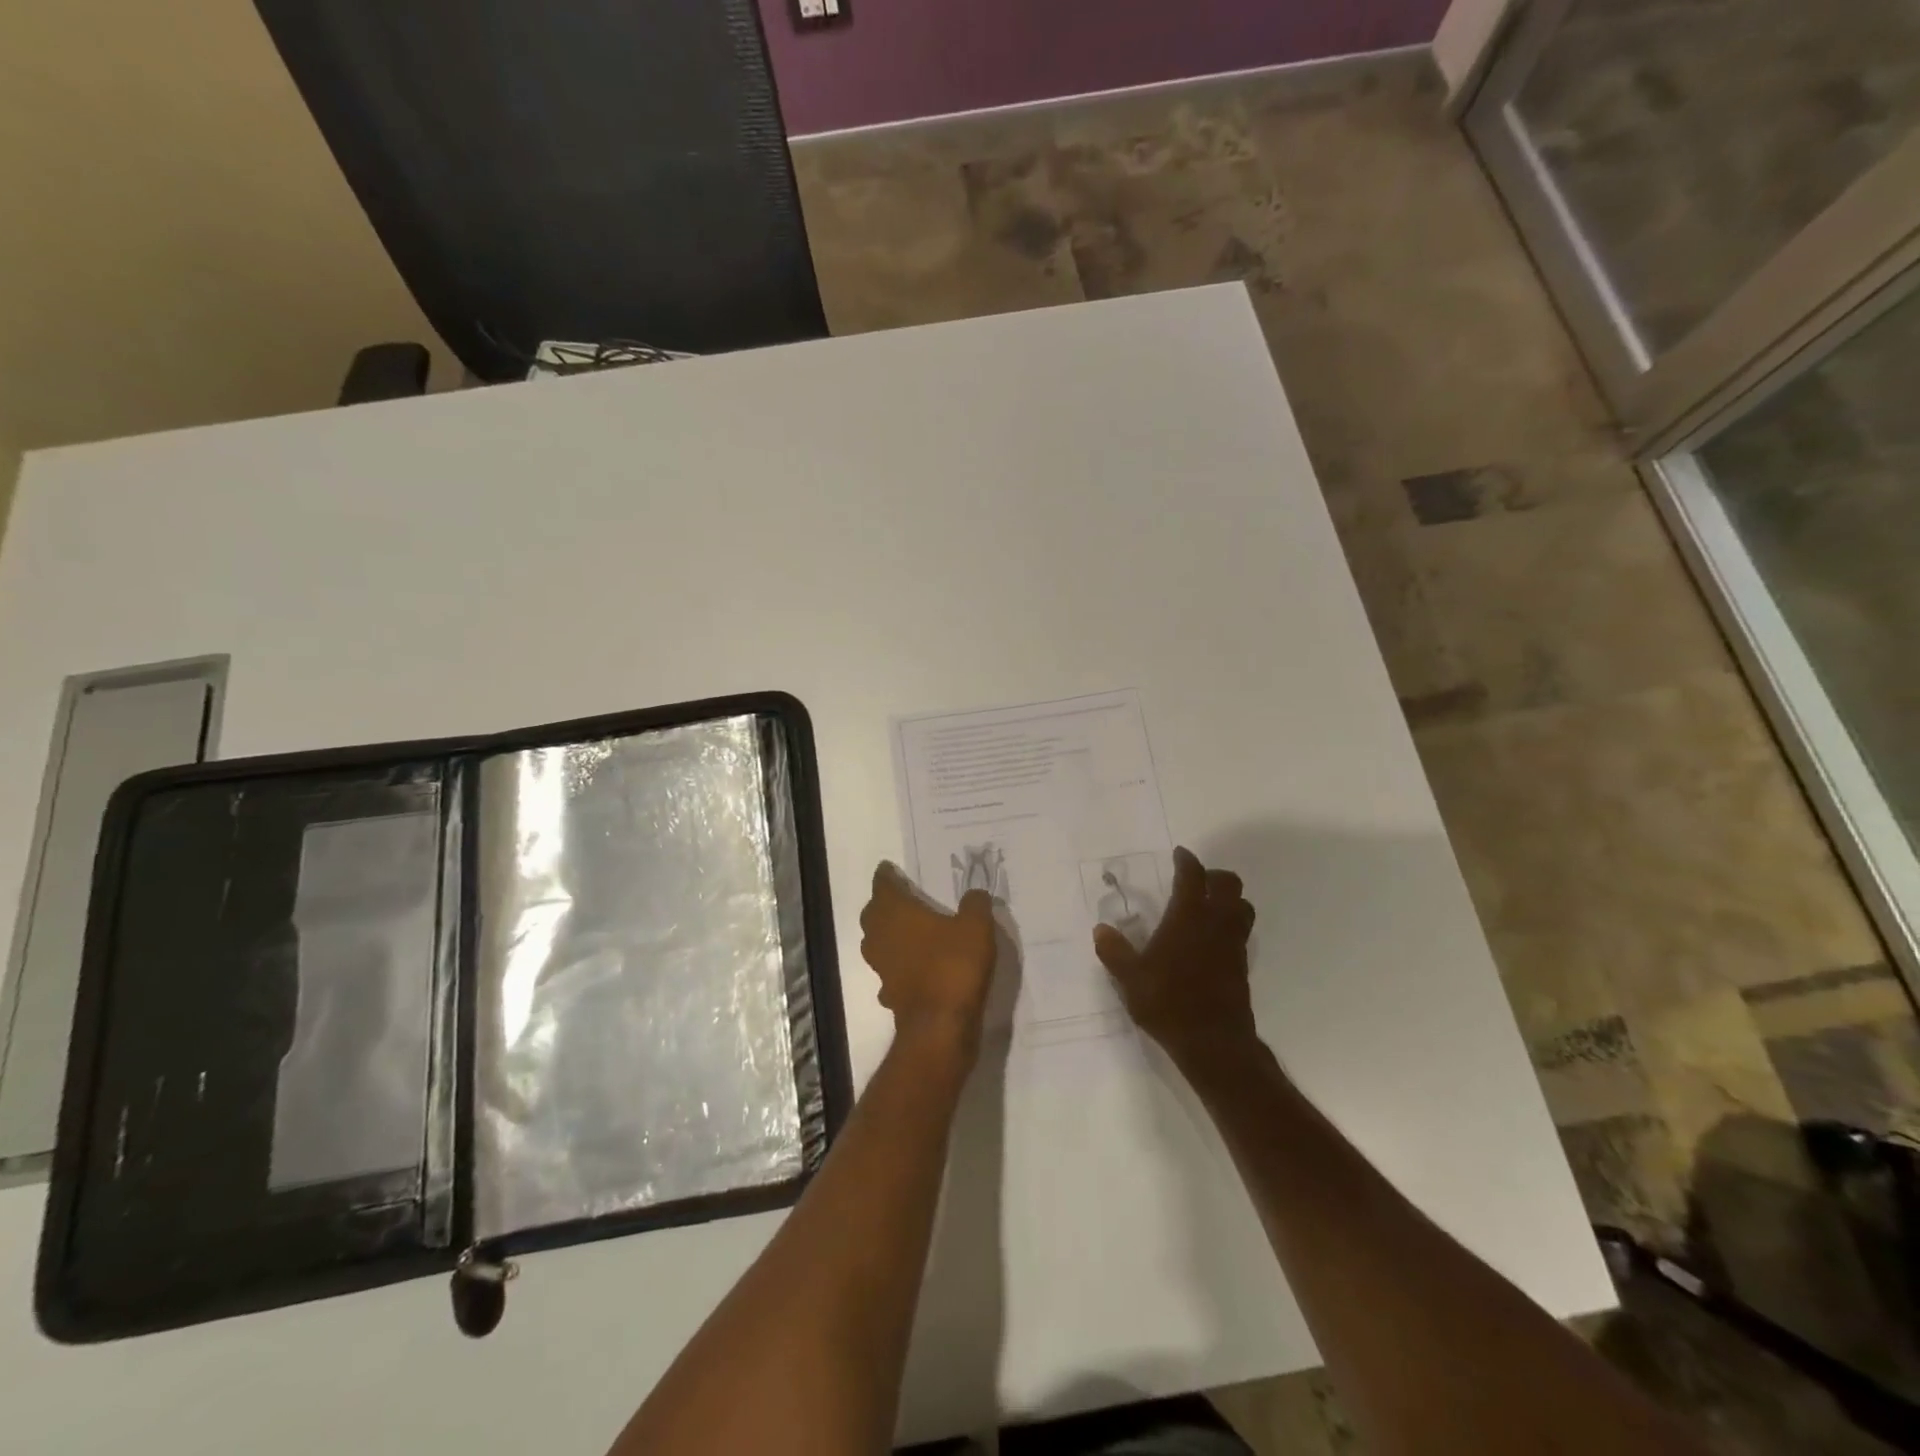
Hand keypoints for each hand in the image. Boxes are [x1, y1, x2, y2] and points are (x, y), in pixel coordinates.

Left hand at [860, 862, 998, 1060]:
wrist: (940, 1026)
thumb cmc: (953, 965)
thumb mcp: (976, 927)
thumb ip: (975, 904)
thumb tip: (974, 893)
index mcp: (895, 912)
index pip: (883, 886)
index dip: (887, 876)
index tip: (890, 869)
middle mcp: (881, 937)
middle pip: (874, 914)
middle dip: (884, 904)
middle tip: (901, 897)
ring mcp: (882, 968)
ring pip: (877, 944)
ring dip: (888, 935)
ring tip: (909, 930)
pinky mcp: (890, 994)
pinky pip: (890, 972)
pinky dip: (899, 966)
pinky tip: (915, 968)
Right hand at [1094, 846, 1257, 1066]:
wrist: (1213, 1042)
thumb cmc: (1169, 1002)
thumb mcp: (1130, 978)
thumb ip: (1114, 951)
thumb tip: (1101, 929)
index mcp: (1188, 917)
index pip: (1192, 875)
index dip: (1186, 861)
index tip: (1179, 855)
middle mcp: (1215, 922)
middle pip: (1229, 883)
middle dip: (1213, 876)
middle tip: (1194, 881)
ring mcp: (1233, 943)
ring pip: (1242, 906)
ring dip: (1229, 899)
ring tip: (1208, 907)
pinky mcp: (1242, 964)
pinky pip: (1241, 931)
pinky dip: (1231, 924)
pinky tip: (1211, 939)